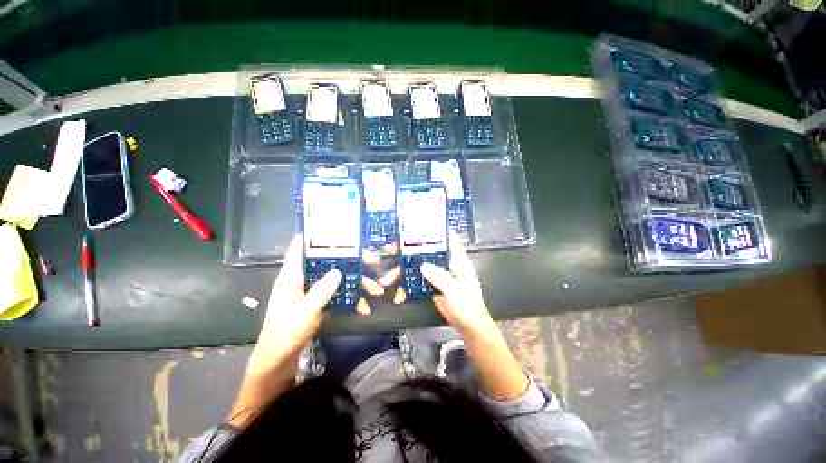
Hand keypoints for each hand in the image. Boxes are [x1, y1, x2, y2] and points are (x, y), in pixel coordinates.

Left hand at [253, 235, 384, 368]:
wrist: (279, 360)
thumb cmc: (285, 335)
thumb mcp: (304, 314)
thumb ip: (320, 292)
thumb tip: (338, 270)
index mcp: (291, 277)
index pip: (300, 248)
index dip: (314, 236)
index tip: (335, 229)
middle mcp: (302, 278)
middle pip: (328, 262)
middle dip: (350, 261)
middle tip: (372, 260)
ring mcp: (312, 289)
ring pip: (336, 276)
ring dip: (355, 281)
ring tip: (375, 288)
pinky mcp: (318, 299)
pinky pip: (337, 291)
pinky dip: (350, 295)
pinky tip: (363, 305)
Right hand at [379, 230, 526, 399]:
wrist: (468, 326)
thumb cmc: (467, 306)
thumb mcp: (456, 291)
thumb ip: (441, 278)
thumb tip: (423, 265)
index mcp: (457, 260)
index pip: (449, 239)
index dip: (437, 229)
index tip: (420, 223)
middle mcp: (446, 263)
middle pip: (426, 251)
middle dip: (408, 251)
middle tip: (389, 249)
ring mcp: (438, 274)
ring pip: (417, 266)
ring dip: (402, 272)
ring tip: (386, 280)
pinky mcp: (431, 284)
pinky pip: (416, 280)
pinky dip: (406, 286)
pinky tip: (399, 295)